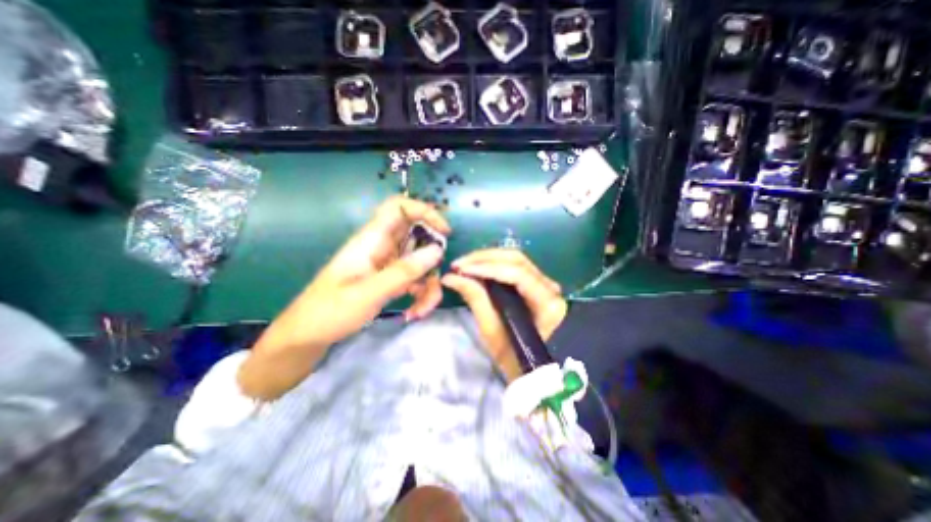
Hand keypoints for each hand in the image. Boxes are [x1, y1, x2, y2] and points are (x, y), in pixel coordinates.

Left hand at [238, 196, 451, 398]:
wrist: (308, 336)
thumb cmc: (329, 311)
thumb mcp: (368, 293)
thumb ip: (404, 271)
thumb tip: (437, 250)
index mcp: (372, 240)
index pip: (399, 208)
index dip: (424, 211)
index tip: (444, 232)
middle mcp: (383, 247)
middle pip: (418, 238)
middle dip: (432, 260)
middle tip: (436, 281)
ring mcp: (388, 264)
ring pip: (420, 263)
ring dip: (428, 285)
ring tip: (421, 310)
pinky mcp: (390, 279)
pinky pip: (415, 279)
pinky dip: (421, 294)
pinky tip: (414, 312)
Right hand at [441, 247, 567, 381]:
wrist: (532, 368)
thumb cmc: (514, 356)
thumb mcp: (492, 331)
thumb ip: (475, 299)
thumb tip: (450, 277)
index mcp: (547, 302)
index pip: (517, 274)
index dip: (487, 268)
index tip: (460, 269)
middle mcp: (550, 286)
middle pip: (516, 259)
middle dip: (484, 258)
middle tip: (458, 264)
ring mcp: (544, 282)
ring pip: (514, 259)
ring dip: (487, 258)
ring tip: (464, 265)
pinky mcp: (536, 282)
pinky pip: (513, 265)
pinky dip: (493, 264)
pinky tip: (477, 268)